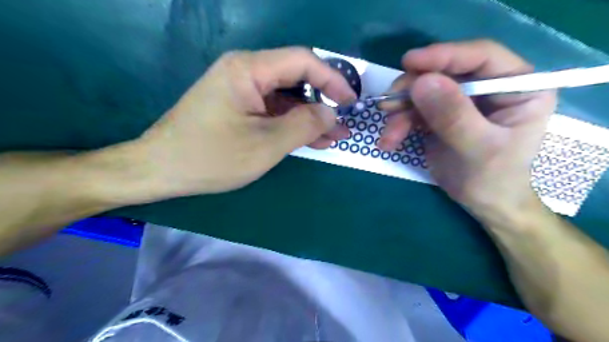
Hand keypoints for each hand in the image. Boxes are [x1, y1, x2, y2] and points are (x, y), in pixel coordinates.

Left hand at [124, 46, 357, 201]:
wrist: (161, 169)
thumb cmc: (211, 157)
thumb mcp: (266, 144)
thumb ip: (304, 125)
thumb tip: (332, 113)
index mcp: (248, 69)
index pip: (303, 61)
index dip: (332, 79)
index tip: (351, 101)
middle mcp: (245, 71)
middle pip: (295, 79)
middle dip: (322, 102)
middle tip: (343, 125)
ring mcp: (241, 90)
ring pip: (286, 98)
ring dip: (310, 117)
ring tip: (332, 137)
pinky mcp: (239, 107)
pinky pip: (273, 110)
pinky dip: (292, 124)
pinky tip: (310, 139)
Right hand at [380, 40, 555, 223]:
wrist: (483, 203)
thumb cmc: (494, 178)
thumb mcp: (478, 148)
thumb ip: (453, 115)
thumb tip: (421, 82)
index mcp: (516, 86)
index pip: (481, 57)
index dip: (444, 55)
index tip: (409, 62)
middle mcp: (488, 87)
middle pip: (444, 73)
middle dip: (412, 90)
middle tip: (388, 106)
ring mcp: (462, 101)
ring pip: (423, 93)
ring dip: (400, 112)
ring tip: (388, 135)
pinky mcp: (441, 115)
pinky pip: (414, 111)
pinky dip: (399, 125)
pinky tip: (389, 141)